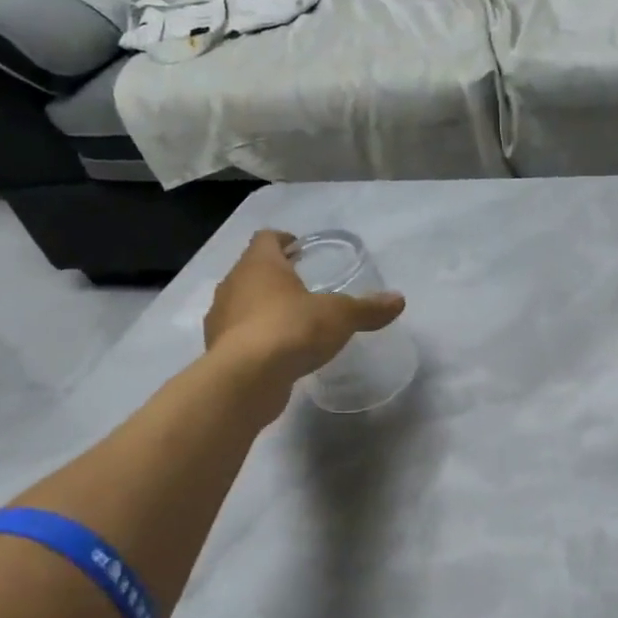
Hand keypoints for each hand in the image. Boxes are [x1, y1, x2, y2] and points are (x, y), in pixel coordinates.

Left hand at [204, 230, 405, 383]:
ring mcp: (220, 318)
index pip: (266, 239)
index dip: (283, 240)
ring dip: (262, 308)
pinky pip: (239, 335)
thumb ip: (367, 308)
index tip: (299, 249)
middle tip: (301, 286)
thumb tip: (398, 299)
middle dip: (274, 276)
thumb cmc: (292, 329)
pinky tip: (278, 352)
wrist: (246, 379)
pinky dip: (256, 338)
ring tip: (291, 321)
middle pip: (252, 270)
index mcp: (259, 265)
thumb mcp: (340, 316)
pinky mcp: (219, 351)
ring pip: (242, 303)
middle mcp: (234, 285)